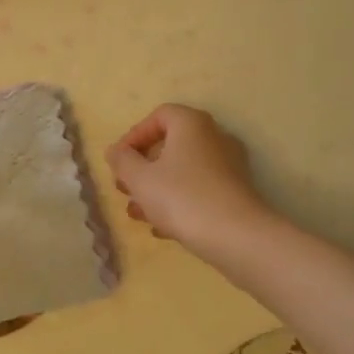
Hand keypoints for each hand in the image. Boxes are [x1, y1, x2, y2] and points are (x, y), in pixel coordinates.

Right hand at [106, 104, 272, 261]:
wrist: (238, 237)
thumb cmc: (183, 198)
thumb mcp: (141, 179)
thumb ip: (122, 161)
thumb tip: (115, 151)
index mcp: (191, 124)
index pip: (158, 116)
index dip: (134, 136)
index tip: (119, 161)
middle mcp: (214, 137)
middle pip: (171, 144)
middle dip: (143, 167)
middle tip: (124, 188)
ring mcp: (229, 165)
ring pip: (184, 170)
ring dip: (157, 188)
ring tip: (137, 213)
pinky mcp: (236, 192)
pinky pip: (200, 189)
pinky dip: (179, 201)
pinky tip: (162, 227)